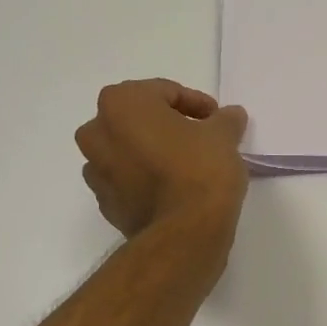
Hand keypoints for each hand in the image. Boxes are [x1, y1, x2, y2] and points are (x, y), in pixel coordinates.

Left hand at [76, 80, 249, 240]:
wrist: (184, 232)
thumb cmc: (200, 170)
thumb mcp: (224, 136)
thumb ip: (225, 120)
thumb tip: (230, 115)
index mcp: (122, 103)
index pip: (164, 92)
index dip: (196, 103)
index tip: (217, 119)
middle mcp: (97, 132)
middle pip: (138, 119)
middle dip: (167, 126)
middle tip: (199, 139)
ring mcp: (96, 170)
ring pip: (127, 151)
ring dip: (152, 153)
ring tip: (185, 167)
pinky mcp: (105, 203)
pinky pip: (127, 181)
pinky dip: (145, 180)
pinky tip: (173, 190)